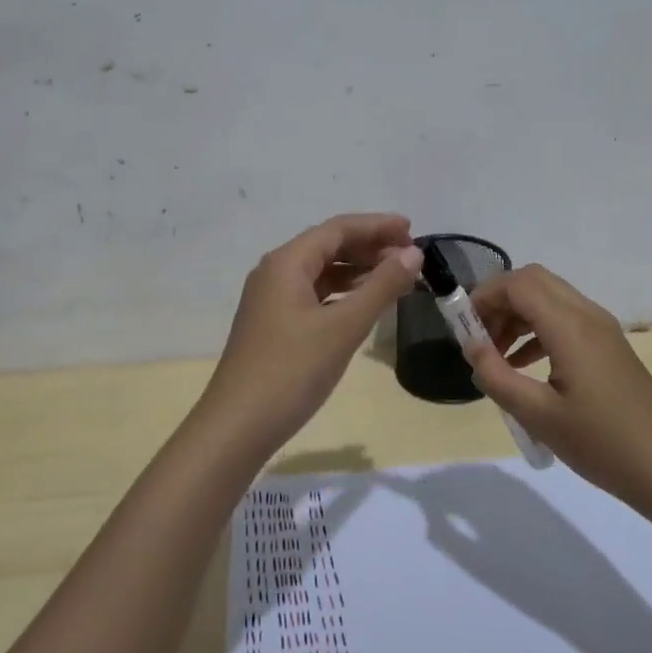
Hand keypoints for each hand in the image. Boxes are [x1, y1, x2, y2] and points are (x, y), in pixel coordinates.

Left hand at [195, 213, 422, 453]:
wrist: (238, 426)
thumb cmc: (292, 370)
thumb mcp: (344, 327)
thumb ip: (381, 287)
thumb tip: (412, 253)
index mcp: (287, 262)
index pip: (338, 229)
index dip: (377, 226)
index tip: (413, 231)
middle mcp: (276, 273)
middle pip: (329, 246)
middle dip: (370, 248)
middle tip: (410, 258)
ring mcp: (272, 301)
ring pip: (322, 273)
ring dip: (359, 272)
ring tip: (396, 280)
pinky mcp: (275, 326)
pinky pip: (315, 296)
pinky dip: (343, 295)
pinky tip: (365, 306)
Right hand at [464, 265, 651, 510]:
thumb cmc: (602, 443)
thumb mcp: (538, 415)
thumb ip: (496, 376)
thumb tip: (471, 347)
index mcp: (569, 326)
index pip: (518, 283)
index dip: (483, 296)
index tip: (462, 328)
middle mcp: (587, 315)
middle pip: (533, 281)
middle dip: (499, 300)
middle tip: (478, 337)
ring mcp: (602, 329)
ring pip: (549, 298)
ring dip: (517, 315)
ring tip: (496, 356)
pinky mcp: (609, 346)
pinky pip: (565, 319)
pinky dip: (537, 329)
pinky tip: (524, 366)